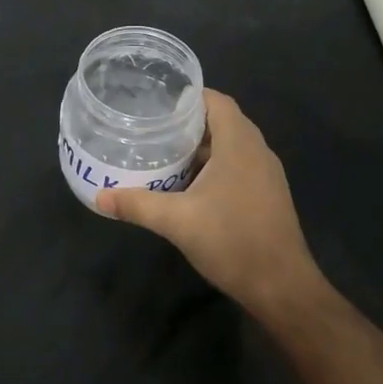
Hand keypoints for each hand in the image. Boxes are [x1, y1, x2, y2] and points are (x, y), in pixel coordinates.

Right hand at [96, 89, 324, 315]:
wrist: (282, 287)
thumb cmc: (232, 241)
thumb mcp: (177, 221)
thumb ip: (137, 205)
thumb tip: (100, 198)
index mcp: (239, 144)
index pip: (217, 101)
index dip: (189, 97)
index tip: (158, 103)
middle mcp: (258, 151)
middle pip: (223, 121)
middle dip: (190, 122)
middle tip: (154, 128)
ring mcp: (267, 173)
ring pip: (232, 145)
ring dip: (202, 146)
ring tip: (166, 153)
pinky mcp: (268, 194)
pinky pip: (240, 164)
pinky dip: (216, 165)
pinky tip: (191, 184)